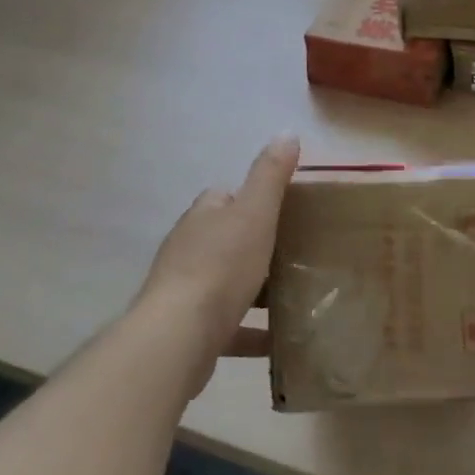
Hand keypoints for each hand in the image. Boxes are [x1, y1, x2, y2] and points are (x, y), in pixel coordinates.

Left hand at [136, 137, 300, 378]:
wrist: (178, 337)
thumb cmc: (221, 266)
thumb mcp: (255, 213)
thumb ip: (271, 174)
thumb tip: (287, 132)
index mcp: (203, 216)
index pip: (225, 196)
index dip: (252, 199)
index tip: (285, 210)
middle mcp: (188, 248)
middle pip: (225, 239)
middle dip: (255, 245)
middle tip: (296, 254)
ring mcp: (184, 291)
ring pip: (225, 283)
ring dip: (254, 290)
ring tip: (293, 296)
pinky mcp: (188, 331)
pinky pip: (227, 327)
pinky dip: (251, 332)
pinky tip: (277, 341)